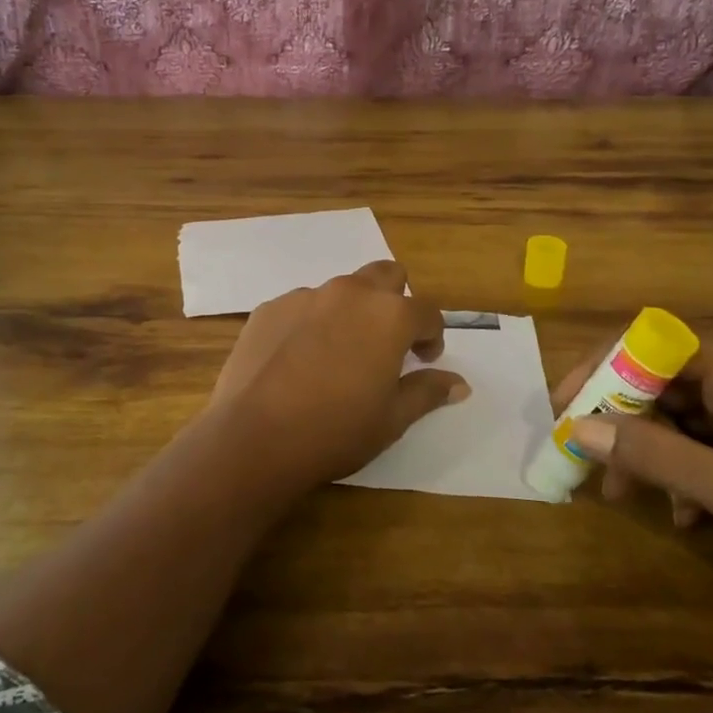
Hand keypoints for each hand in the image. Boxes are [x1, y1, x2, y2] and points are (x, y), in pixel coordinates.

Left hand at [197, 261, 469, 497]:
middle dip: (395, 301)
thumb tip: (459, 384)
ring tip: (337, 356)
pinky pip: (302, 307)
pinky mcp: (269, 308)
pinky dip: (310, 324)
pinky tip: (297, 362)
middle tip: (387, 342)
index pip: (427, 310)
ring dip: (350, 313)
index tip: (424, 358)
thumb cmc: (335, 431)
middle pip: (386, 275)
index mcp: (389, 315)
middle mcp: (349, 293)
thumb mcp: (392, 419)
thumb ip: (427, 392)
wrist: (254, 436)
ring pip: (341, 291)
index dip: (432, 335)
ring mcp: (305, 296)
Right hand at [560, 337, 712, 616]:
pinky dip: (682, 471)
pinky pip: (704, 444)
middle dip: (620, 419)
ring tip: (624, 494)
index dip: (602, 368)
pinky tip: (683, 516)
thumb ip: (654, 455)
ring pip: (678, 416)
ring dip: (647, 451)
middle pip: (661, 380)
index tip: (567, 407)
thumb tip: (577, 427)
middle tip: (587, 460)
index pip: (652, 344)